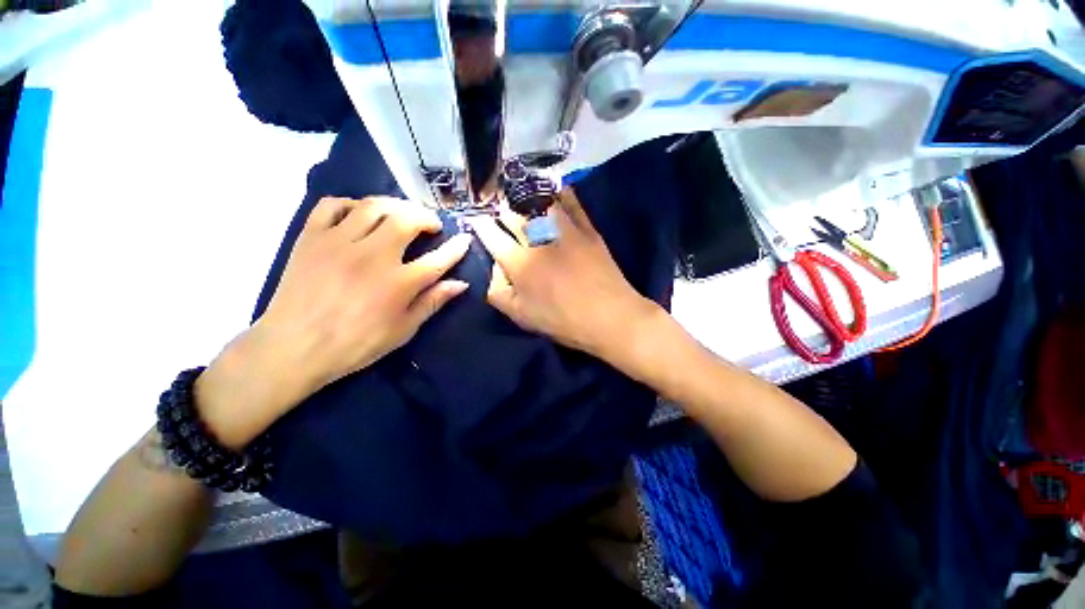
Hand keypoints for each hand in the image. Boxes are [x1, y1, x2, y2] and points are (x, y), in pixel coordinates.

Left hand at [260, 196, 470, 385]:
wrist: (293, 347)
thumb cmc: (356, 343)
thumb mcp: (403, 330)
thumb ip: (432, 302)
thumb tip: (460, 284)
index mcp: (399, 283)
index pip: (438, 259)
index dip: (456, 247)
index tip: (465, 239)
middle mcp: (372, 256)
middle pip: (407, 220)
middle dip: (426, 217)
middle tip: (431, 225)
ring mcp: (339, 242)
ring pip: (374, 206)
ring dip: (396, 205)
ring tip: (403, 214)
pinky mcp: (311, 237)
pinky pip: (332, 205)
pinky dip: (351, 204)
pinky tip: (360, 214)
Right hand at [468, 191, 657, 357]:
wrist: (609, 317)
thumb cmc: (562, 321)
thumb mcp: (520, 316)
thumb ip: (497, 291)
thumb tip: (493, 267)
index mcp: (519, 263)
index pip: (491, 235)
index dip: (480, 225)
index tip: (476, 219)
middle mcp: (538, 240)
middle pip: (512, 214)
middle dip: (499, 208)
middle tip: (496, 206)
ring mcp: (564, 231)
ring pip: (539, 202)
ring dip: (525, 196)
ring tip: (518, 193)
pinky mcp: (587, 230)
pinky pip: (572, 203)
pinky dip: (561, 192)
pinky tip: (554, 187)